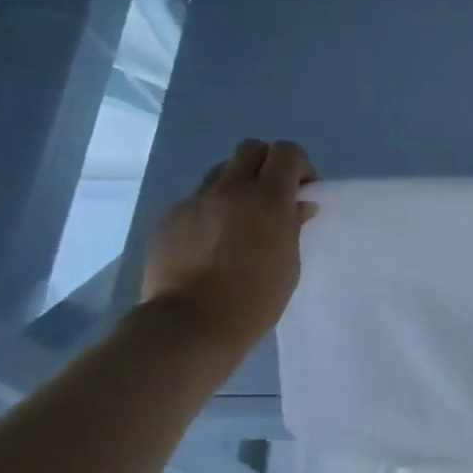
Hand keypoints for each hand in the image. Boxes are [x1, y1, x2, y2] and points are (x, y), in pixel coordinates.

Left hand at [142, 139, 317, 357]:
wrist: (192, 323)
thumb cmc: (255, 300)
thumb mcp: (289, 264)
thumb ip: (293, 226)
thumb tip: (298, 206)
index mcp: (268, 199)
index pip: (287, 153)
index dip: (298, 166)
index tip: (302, 191)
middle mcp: (231, 190)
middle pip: (250, 149)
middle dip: (266, 165)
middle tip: (272, 197)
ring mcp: (196, 201)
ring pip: (220, 171)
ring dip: (237, 184)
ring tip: (240, 219)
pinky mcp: (170, 218)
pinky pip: (197, 200)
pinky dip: (211, 211)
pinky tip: (211, 243)